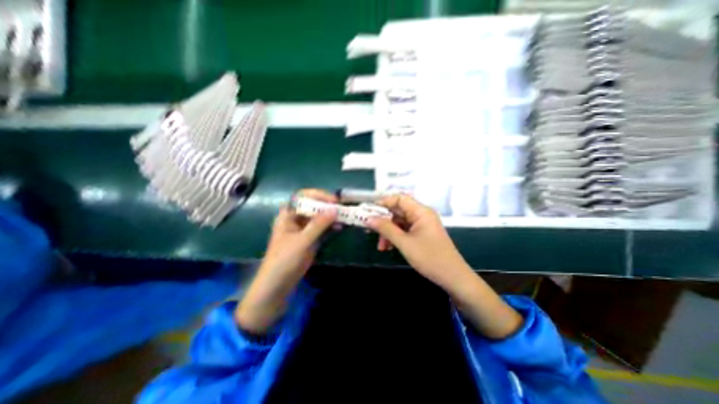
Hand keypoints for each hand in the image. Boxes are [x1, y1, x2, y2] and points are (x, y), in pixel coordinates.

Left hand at [236, 189, 337, 334]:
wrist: (277, 286)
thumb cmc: (284, 261)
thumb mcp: (302, 241)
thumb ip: (319, 224)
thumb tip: (335, 209)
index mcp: (288, 215)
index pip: (302, 197)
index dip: (318, 195)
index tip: (332, 200)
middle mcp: (296, 219)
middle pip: (313, 206)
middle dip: (327, 205)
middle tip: (341, 208)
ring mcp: (304, 230)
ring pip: (319, 217)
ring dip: (330, 216)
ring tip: (344, 217)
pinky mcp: (310, 239)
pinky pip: (322, 228)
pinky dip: (330, 226)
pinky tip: (340, 227)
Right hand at [368, 194, 525, 339]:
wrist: (453, 278)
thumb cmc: (430, 258)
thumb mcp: (404, 243)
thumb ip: (386, 229)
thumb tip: (368, 219)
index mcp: (421, 212)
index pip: (399, 198)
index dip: (383, 203)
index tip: (369, 212)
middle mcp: (422, 215)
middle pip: (398, 211)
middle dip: (384, 221)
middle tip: (370, 230)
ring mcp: (422, 225)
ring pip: (400, 222)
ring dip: (388, 232)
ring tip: (380, 246)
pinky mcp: (422, 234)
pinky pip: (405, 230)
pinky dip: (395, 237)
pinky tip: (388, 247)